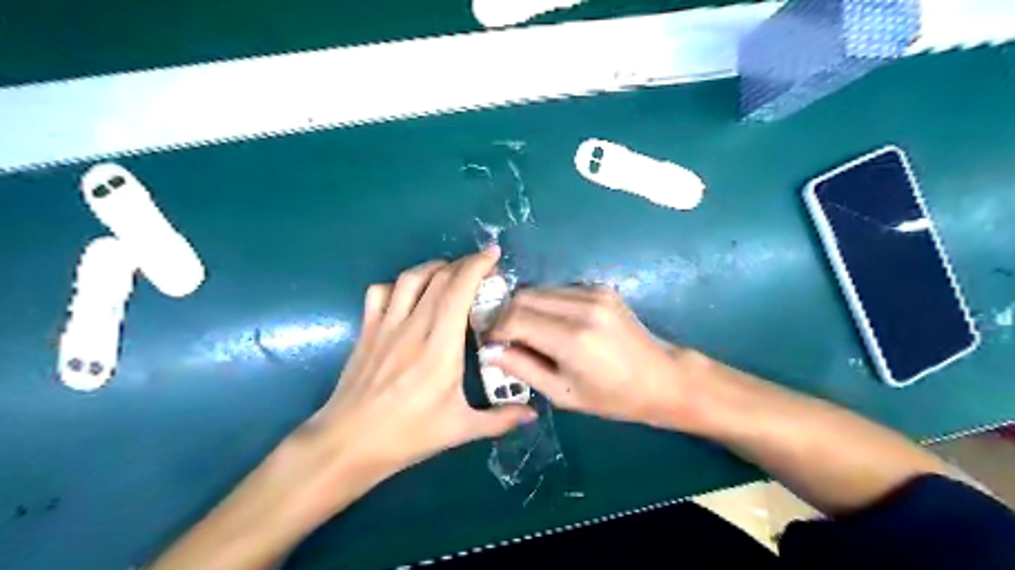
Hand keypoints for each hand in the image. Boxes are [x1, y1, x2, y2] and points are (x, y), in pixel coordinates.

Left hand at [310, 245, 539, 485]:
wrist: (347, 443)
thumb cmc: (407, 435)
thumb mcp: (459, 429)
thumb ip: (499, 419)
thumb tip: (532, 414)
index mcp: (440, 347)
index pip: (458, 291)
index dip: (476, 266)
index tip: (493, 255)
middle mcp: (413, 327)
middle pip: (438, 277)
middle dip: (463, 263)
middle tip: (481, 267)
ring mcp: (385, 326)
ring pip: (409, 278)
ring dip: (433, 267)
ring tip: (449, 272)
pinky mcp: (367, 331)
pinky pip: (380, 292)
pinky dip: (398, 284)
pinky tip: (408, 294)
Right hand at [488, 287, 707, 428]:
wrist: (661, 379)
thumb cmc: (612, 397)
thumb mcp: (563, 394)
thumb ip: (522, 369)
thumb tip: (490, 351)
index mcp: (572, 338)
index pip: (514, 318)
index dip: (495, 330)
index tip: (491, 343)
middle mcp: (582, 307)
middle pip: (523, 296)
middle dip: (506, 315)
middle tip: (505, 337)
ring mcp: (594, 293)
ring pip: (539, 289)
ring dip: (525, 308)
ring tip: (527, 332)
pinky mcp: (601, 288)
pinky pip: (559, 290)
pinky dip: (546, 304)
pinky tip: (552, 324)